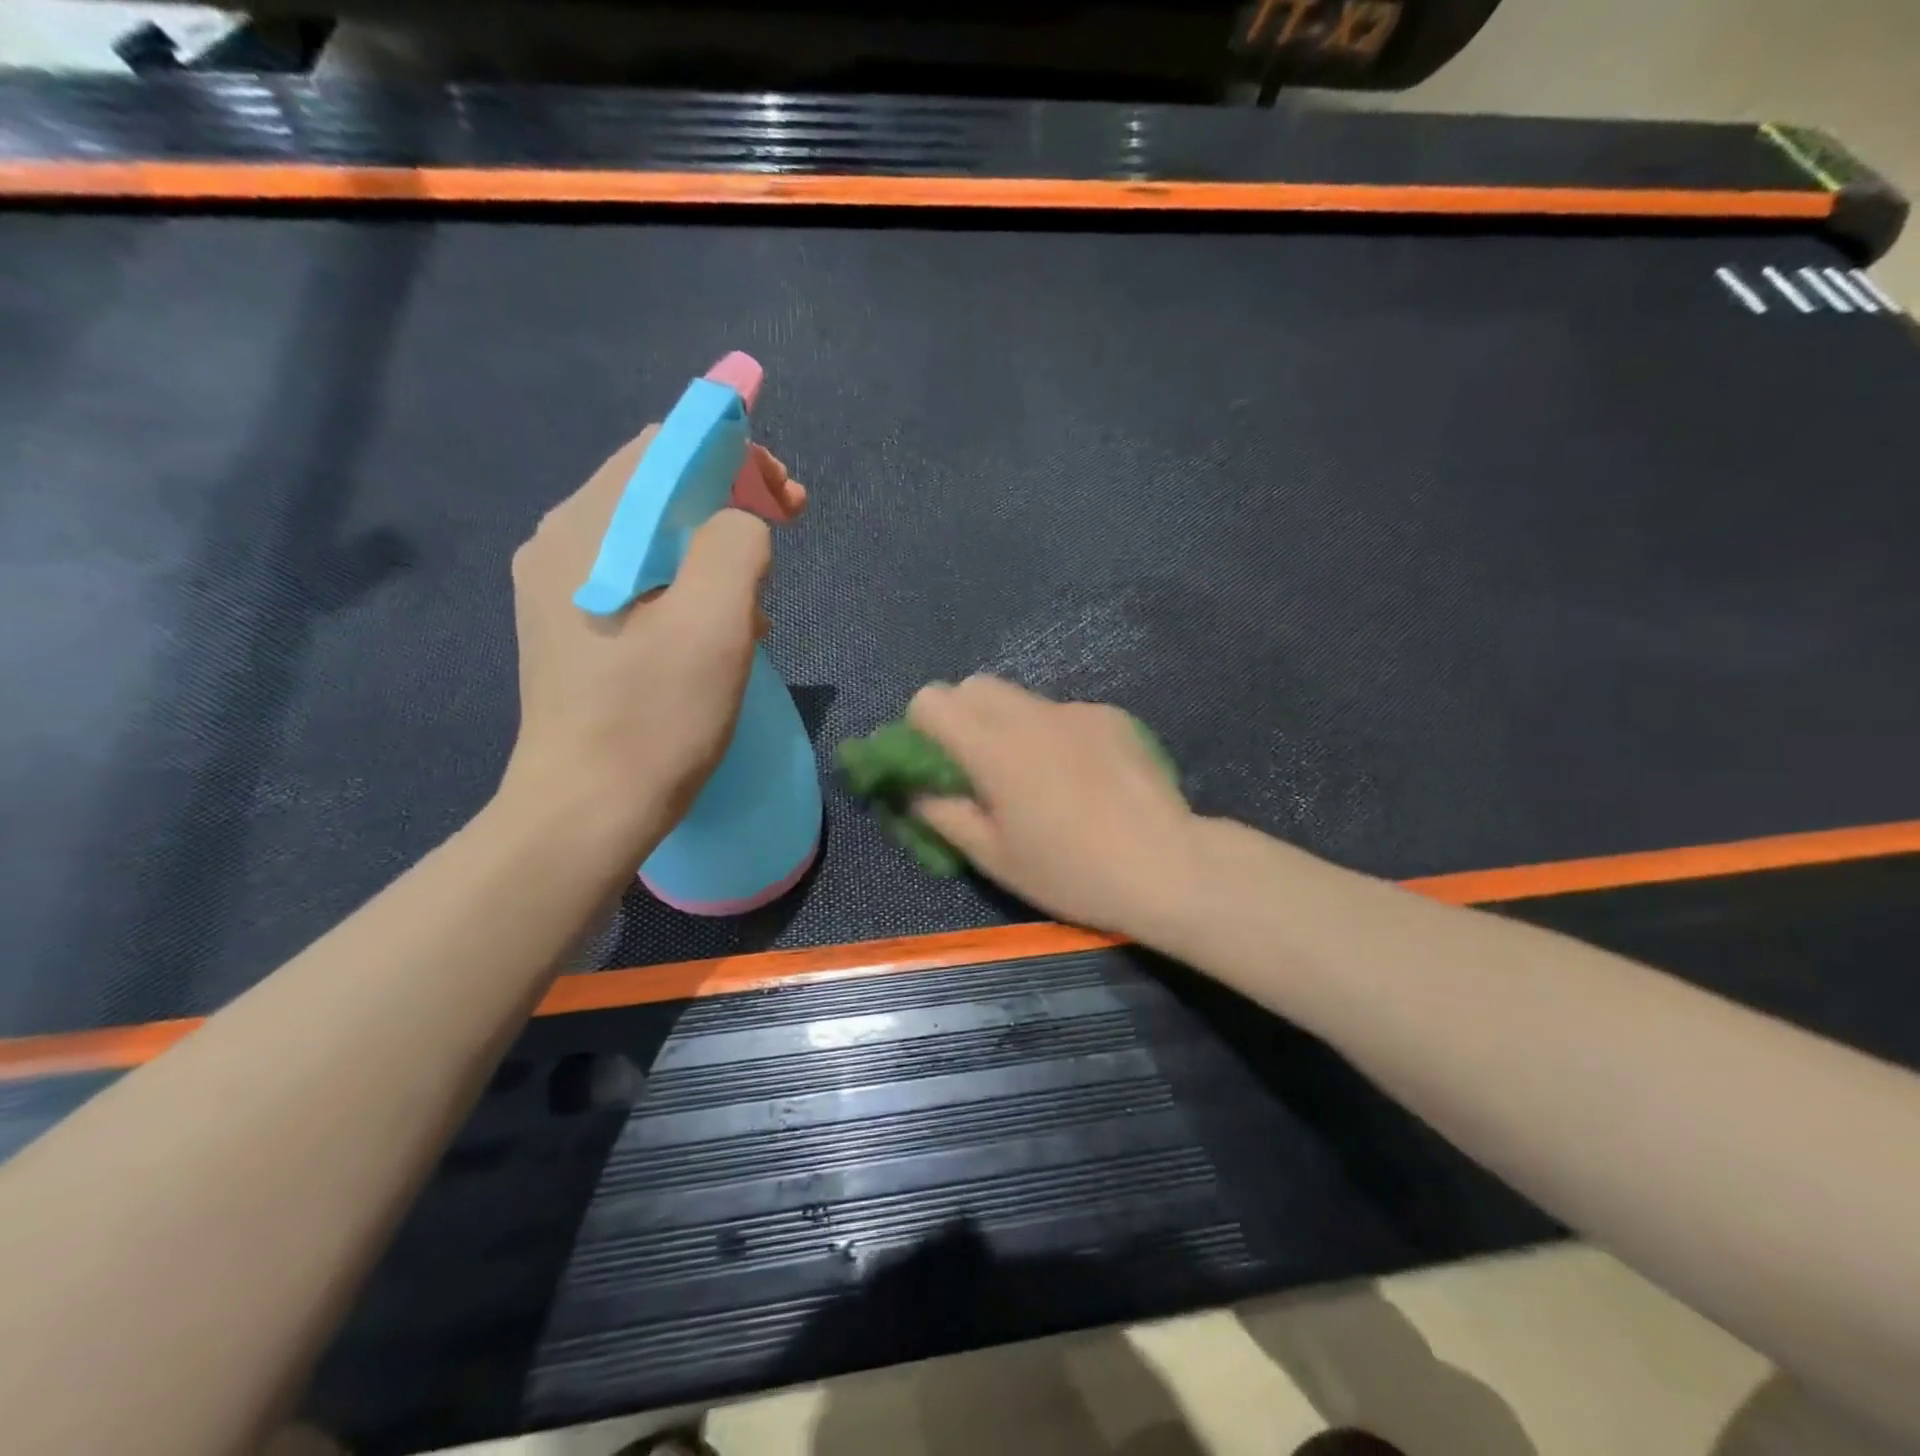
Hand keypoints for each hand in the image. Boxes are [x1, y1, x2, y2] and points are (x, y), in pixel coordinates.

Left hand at [502, 426, 805, 866]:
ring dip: (714, 550)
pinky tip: (717, 631)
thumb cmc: (656, 716)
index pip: (666, 449)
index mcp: (588, 529)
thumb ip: (735, 542)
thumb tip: (740, 528)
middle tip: (785, 538)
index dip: (738, 456)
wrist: (587, 812)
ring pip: (654, 537)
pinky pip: (641, 579)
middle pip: (658, 489)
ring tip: (757, 602)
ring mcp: (560, 589)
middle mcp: (562, 543)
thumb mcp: (716, 620)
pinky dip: (689, 586)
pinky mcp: (572, 629)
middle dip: (731, 503)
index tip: (789, 502)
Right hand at [907, 676, 1200, 938]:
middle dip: (963, 716)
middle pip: (974, 686)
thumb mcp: (994, 857)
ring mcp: (1076, 710)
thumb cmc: (1070, 871)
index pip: (932, 699)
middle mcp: (1031, 714)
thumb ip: (943, 815)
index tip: (936, 763)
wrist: (1166, 865)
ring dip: (1010, 725)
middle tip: (979, 768)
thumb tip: (914, 792)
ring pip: (1022, 699)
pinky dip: (1056, 735)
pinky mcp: (1112, 717)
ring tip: (1038, 777)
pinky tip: (1085, 779)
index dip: (922, 726)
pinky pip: (1065, 714)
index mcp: (992, 746)